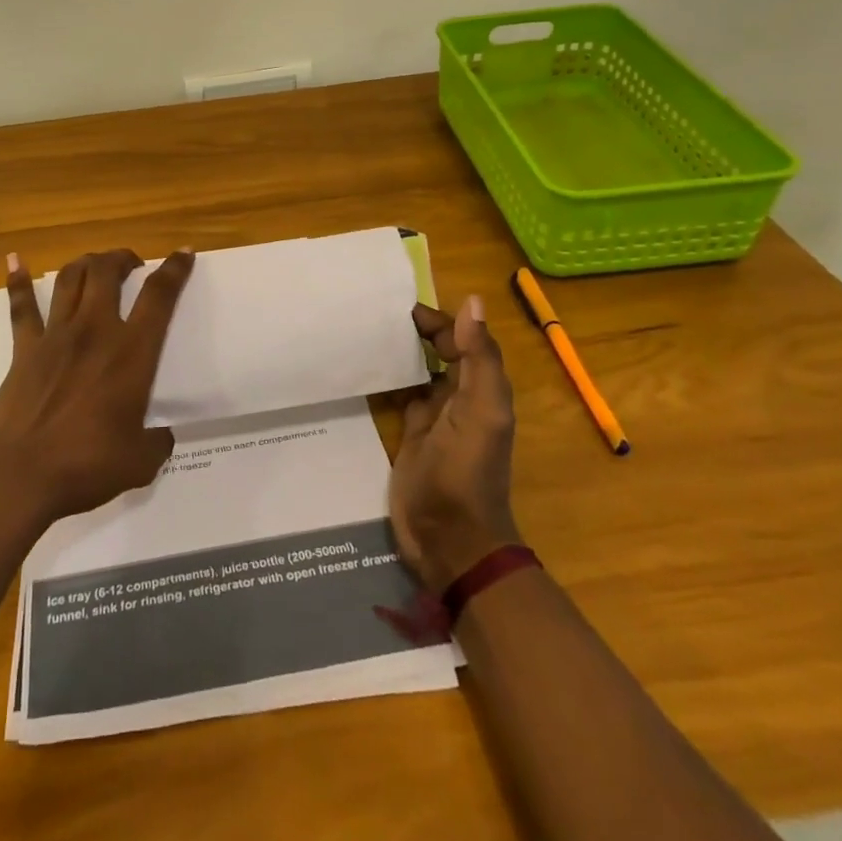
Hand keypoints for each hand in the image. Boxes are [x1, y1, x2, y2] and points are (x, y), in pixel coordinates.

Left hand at [0, 247, 195, 524]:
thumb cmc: (85, 466)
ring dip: (86, 263)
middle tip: (131, 264)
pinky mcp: (24, 349)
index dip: (174, 270)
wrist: (19, 477)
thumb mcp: (139, 462)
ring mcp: (55, 336)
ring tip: (95, 264)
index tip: (183, 254)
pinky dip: (17, 281)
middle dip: (122, 258)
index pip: (158, 297)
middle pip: (107, 272)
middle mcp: (94, 331)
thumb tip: (163, 437)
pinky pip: (21, 308)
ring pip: (69, 279)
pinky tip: (15, 261)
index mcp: (131, 353)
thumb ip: (157, 443)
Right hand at [390, 295, 521, 592]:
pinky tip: (360, 364)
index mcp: (481, 387)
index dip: (438, 318)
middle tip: (372, 311)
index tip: (398, 303)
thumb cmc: (466, 472)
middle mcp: (459, 395)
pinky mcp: (409, 432)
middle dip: (414, 329)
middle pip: (439, 349)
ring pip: (417, 369)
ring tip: (361, 328)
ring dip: (398, 350)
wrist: (449, 539)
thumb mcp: (480, 411)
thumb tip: (473, 301)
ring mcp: (433, 414)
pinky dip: (384, 377)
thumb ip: (478, 358)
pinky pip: (398, 393)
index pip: (462, 337)